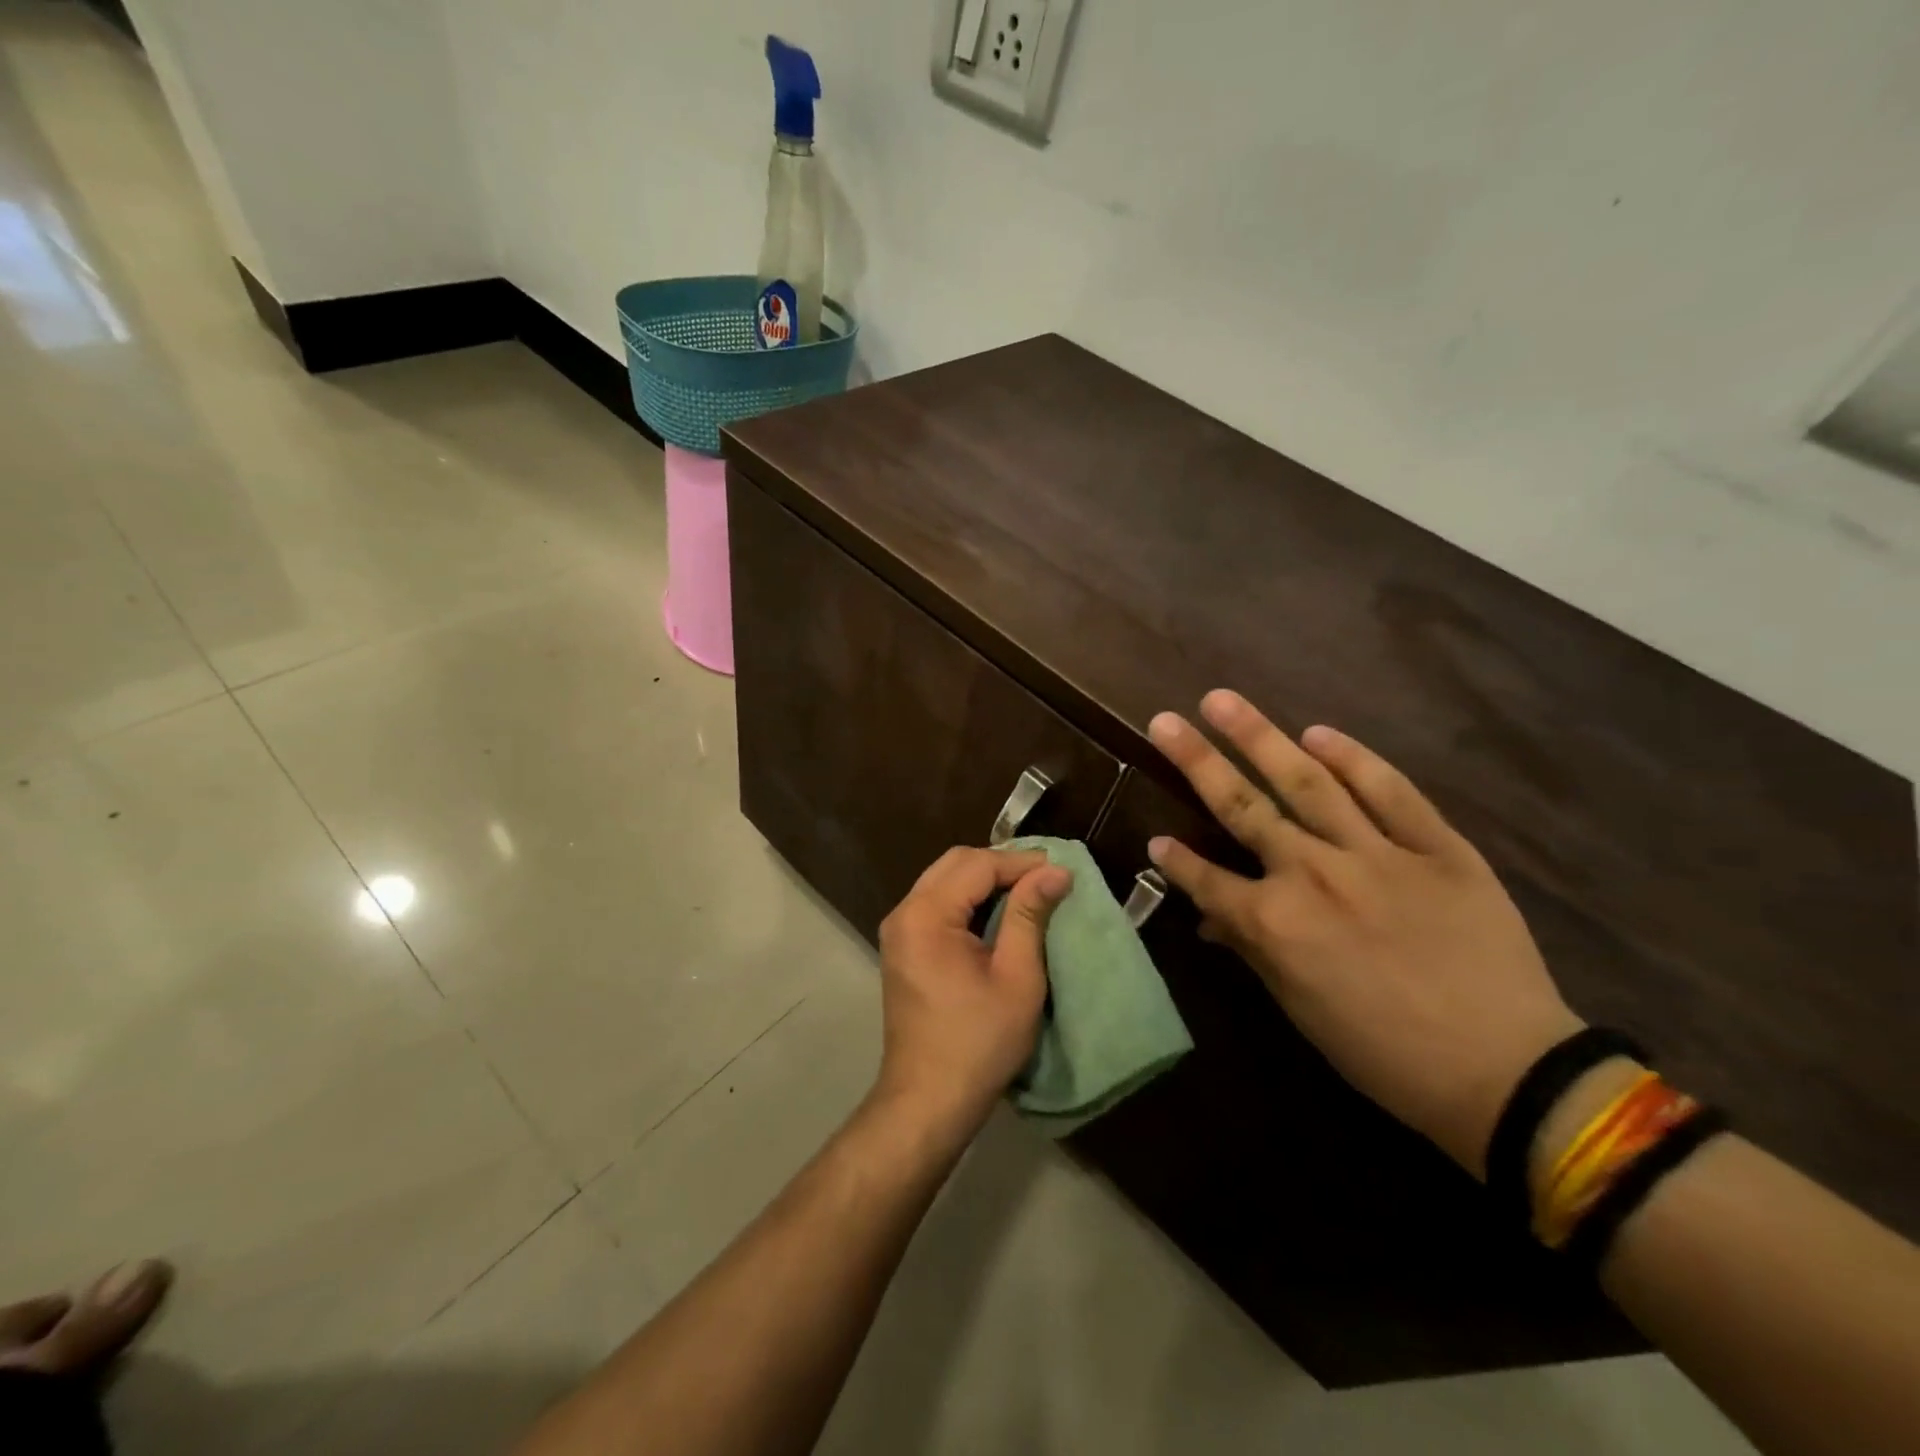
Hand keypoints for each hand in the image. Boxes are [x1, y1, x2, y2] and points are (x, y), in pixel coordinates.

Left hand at [872, 847, 1072, 1142]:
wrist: (928, 1100)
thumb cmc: (978, 1042)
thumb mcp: (1017, 977)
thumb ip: (1030, 915)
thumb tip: (1055, 871)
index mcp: (926, 915)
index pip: (977, 865)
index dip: (1021, 862)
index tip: (1061, 869)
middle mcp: (904, 912)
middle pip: (955, 863)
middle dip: (1001, 864)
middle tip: (1045, 876)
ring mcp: (899, 929)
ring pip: (944, 879)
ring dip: (985, 879)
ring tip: (1029, 890)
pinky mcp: (903, 946)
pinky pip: (937, 902)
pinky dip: (969, 898)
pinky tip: (999, 911)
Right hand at [1147, 691, 1582, 1173]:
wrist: (1507, 1070)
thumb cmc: (1386, 1053)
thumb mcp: (1302, 1009)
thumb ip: (1252, 950)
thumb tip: (1212, 919)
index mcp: (1275, 922)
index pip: (1206, 878)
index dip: (1175, 859)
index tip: (1155, 837)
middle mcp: (1312, 874)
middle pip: (1242, 807)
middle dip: (1196, 761)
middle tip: (1165, 720)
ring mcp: (1375, 854)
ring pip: (1305, 782)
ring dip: (1260, 738)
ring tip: (1223, 701)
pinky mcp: (1436, 847)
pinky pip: (1391, 792)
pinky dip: (1353, 759)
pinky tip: (1319, 733)